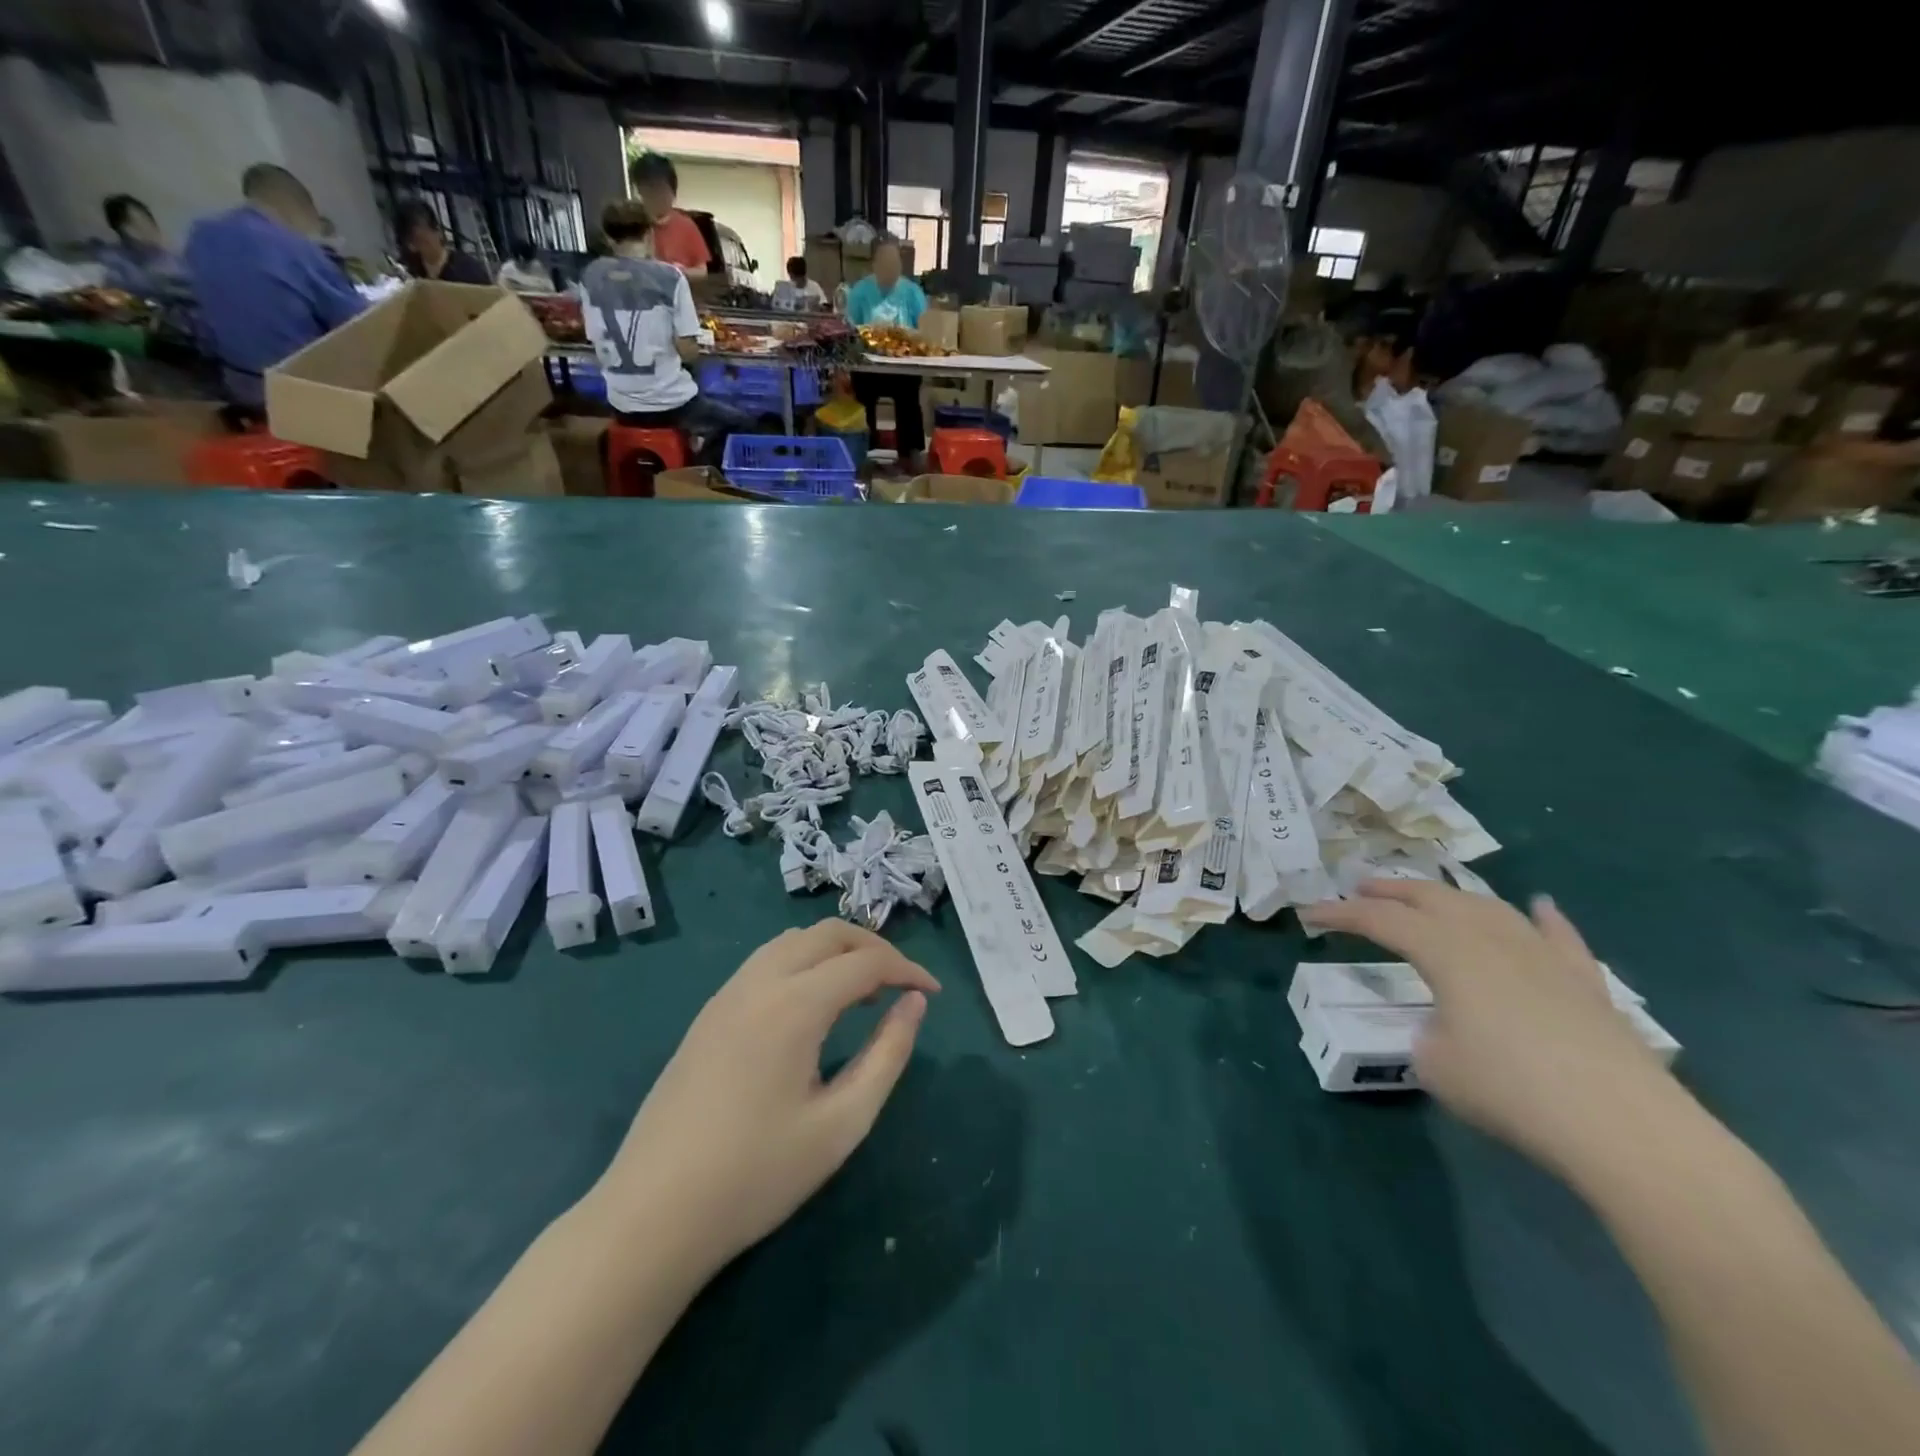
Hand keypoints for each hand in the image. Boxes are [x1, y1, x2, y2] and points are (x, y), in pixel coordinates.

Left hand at [597, 921, 938, 1277]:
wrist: (652, 1214)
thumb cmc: (756, 1175)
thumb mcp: (841, 1124)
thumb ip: (887, 1055)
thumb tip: (915, 1004)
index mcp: (795, 1004)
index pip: (865, 962)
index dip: (907, 970)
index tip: (933, 994)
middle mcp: (760, 981)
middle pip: (829, 934)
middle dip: (874, 948)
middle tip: (901, 985)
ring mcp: (728, 993)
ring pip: (794, 940)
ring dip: (836, 951)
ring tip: (862, 992)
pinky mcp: (709, 1012)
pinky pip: (767, 960)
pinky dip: (804, 962)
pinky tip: (813, 1005)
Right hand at [1302, 881, 1679, 1179]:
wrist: (1623, 1127)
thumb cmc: (1510, 1090)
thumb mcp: (1435, 1064)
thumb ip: (1427, 1032)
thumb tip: (1444, 1027)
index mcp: (1445, 951)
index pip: (1379, 920)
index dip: (1339, 914)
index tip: (1308, 914)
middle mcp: (1490, 937)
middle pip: (1431, 898)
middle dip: (1390, 890)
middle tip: (1359, 887)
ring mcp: (1542, 955)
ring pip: (1487, 907)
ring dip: (1450, 896)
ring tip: (1429, 895)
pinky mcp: (1585, 982)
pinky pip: (1557, 936)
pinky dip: (1541, 918)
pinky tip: (1538, 906)